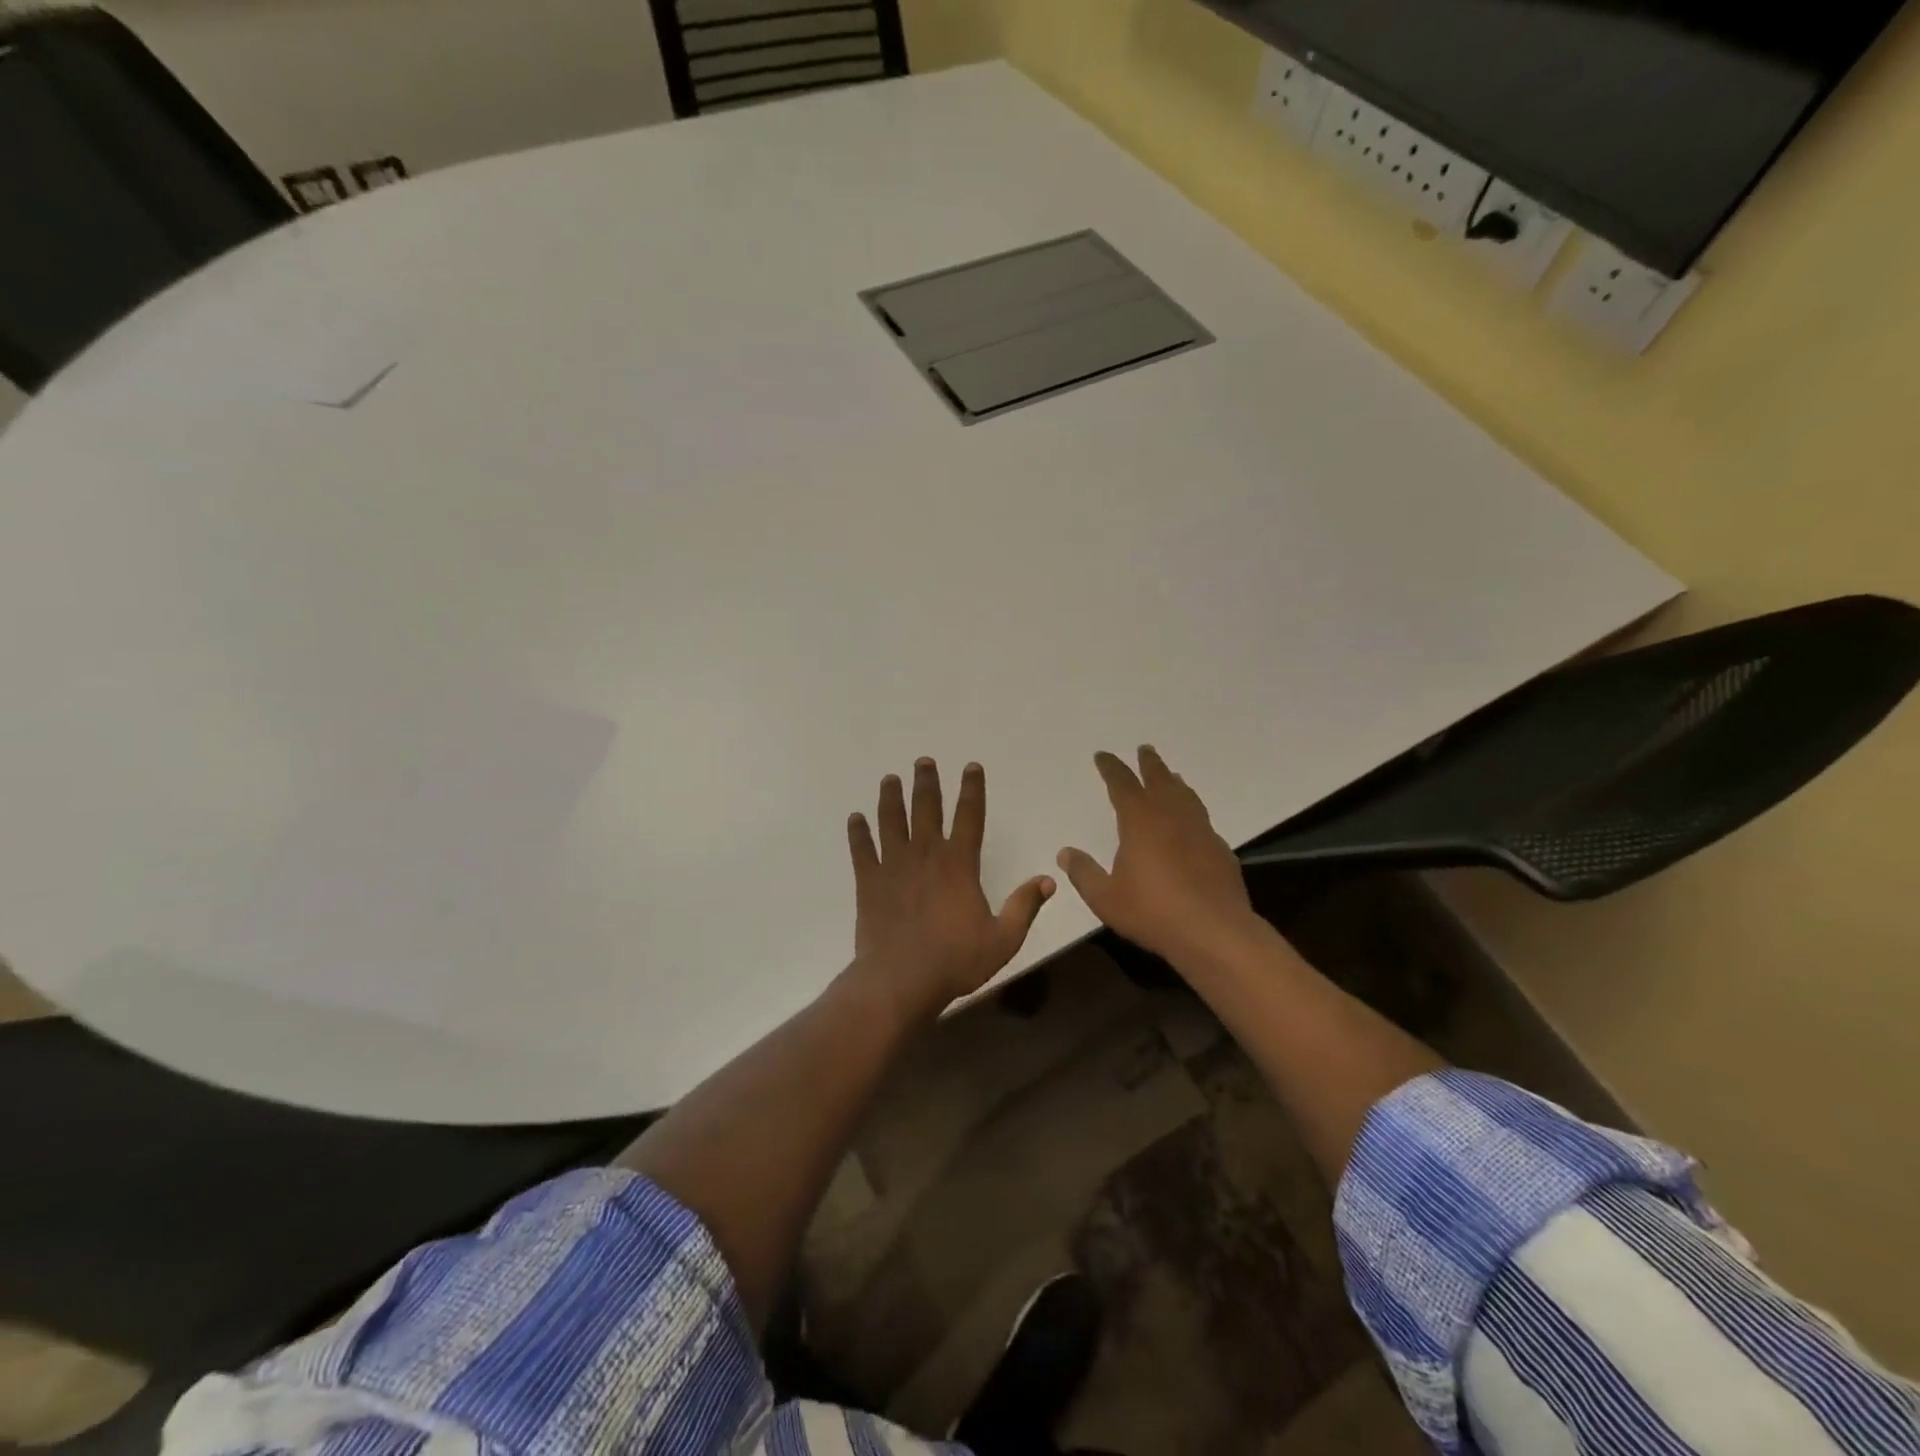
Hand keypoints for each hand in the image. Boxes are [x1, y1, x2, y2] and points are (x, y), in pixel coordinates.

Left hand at [848, 758, 1055, 1008]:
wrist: (901, 980)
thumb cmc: (955, 960)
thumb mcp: (1003, 939)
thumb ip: (1025, 907)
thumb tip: (1048, 880)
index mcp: (959, 865)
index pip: (969, 817)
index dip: (972, 790)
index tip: (971, 767)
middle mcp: (926, 855)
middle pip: (926, 809)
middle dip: (926, 783)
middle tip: (923, 761)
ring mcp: (894, 866)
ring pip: (892, 822)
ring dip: (891, 798)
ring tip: (889, 779)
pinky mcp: (869, 882)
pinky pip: (862, 850)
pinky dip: (858, 833)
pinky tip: (855, 818)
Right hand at [1056, 746, 1259, 964]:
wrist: (1214, 932)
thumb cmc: (1153, 912)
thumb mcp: (1106, 898)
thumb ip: (1084, 873)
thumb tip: (1065, 853)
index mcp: (1140, 822)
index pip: (1123, 785)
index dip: (1112, 768)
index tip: (1103, 756)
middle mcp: (1172, 818)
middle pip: (1160, 780)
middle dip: (1150, 764)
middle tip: (1145, 749)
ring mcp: (1201, 832)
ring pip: (1186, 796)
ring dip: (1174, 782)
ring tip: (1171, 775)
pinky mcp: (1220, 850)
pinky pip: (1202, 819)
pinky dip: (1192, 810)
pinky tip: (1192, 821)